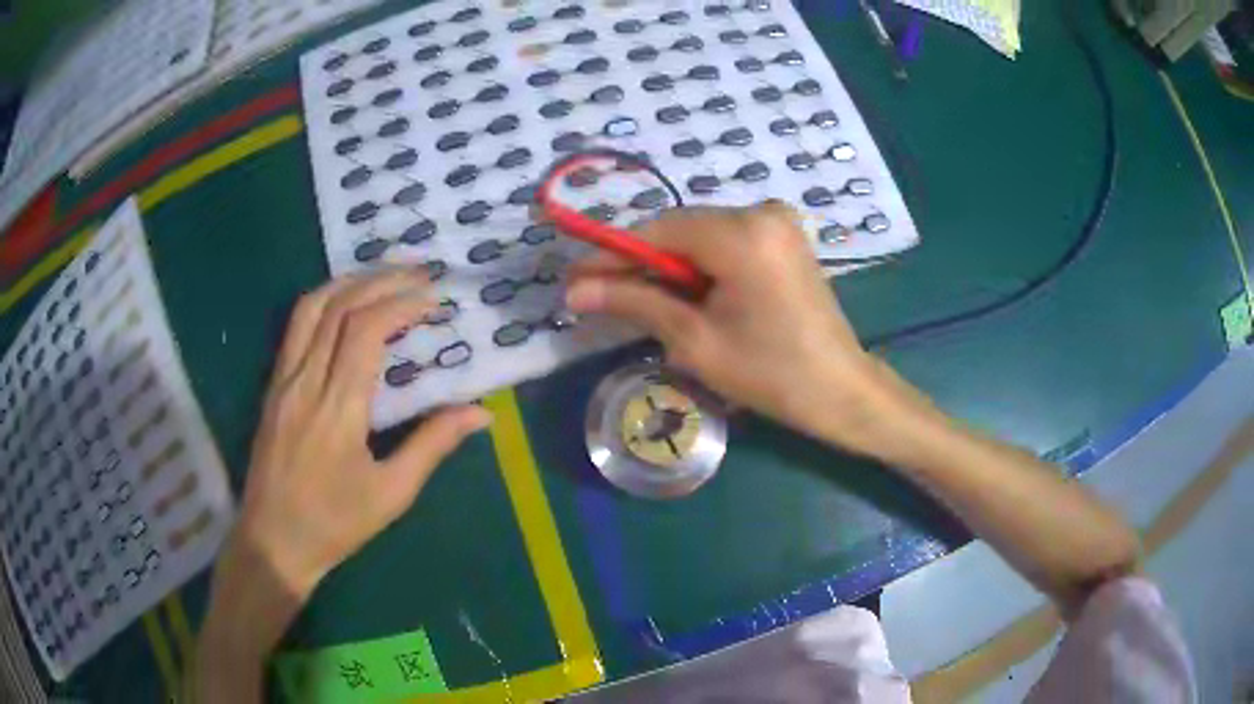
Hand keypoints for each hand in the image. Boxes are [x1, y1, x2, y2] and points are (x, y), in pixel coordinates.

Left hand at [233, 268, 490, 597]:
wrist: (273, 540)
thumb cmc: (335, 524)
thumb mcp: (392, 494)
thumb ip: (433, 445)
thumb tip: (481, 413)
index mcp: (338, 408)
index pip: (366, 330)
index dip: (402, 303)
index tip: (434, 298)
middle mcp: (306, 381)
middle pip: (339, 306)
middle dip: (382, 280)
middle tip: (419, 274)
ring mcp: (283, 380)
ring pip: (310, 307)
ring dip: (349, 281)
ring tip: (383, 276)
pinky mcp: (272, 386)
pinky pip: (295, 327)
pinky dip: (324, 301)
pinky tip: (344, 303)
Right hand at [565, 203, 904, 452]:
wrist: (839, 389)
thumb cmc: (769, 374)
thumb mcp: (695, 340)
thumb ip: (635, 302)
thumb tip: (575, 291)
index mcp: (742, 234)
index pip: (657, 232)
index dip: (611, 255)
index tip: (574, 279)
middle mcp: (760, 211)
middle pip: (679, 229)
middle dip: (640, 262)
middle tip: (600, 295)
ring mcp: (777, 221)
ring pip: (700, 235)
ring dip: (669, 266)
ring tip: (640, 301)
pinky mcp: (784, 237)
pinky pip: (726, 241)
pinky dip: (700, 265)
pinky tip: (686, 295)